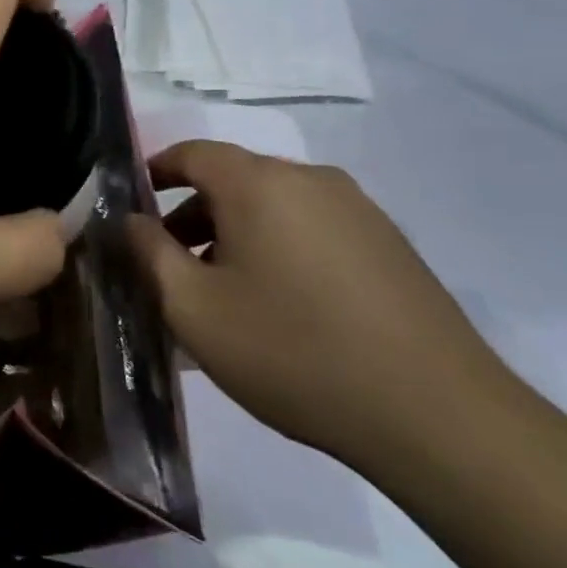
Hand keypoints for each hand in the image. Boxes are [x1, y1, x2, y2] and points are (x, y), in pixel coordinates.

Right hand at [128, 141, 514, 469]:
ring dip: (236, 236)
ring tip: (222, 295)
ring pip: (274, 207)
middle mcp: (310, 179)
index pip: (192, 153)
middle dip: (192, 216)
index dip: (154, 172)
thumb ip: (149, 254)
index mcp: (259, 183)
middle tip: (170, 267)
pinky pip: (312, 230)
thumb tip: (129, 220)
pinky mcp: (389, 244)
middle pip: (234, 180)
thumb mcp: (195, 309)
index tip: (131, 205)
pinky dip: (279, 250)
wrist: (437, 414)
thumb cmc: (293, 351)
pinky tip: (280, 308)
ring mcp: (358, 210)